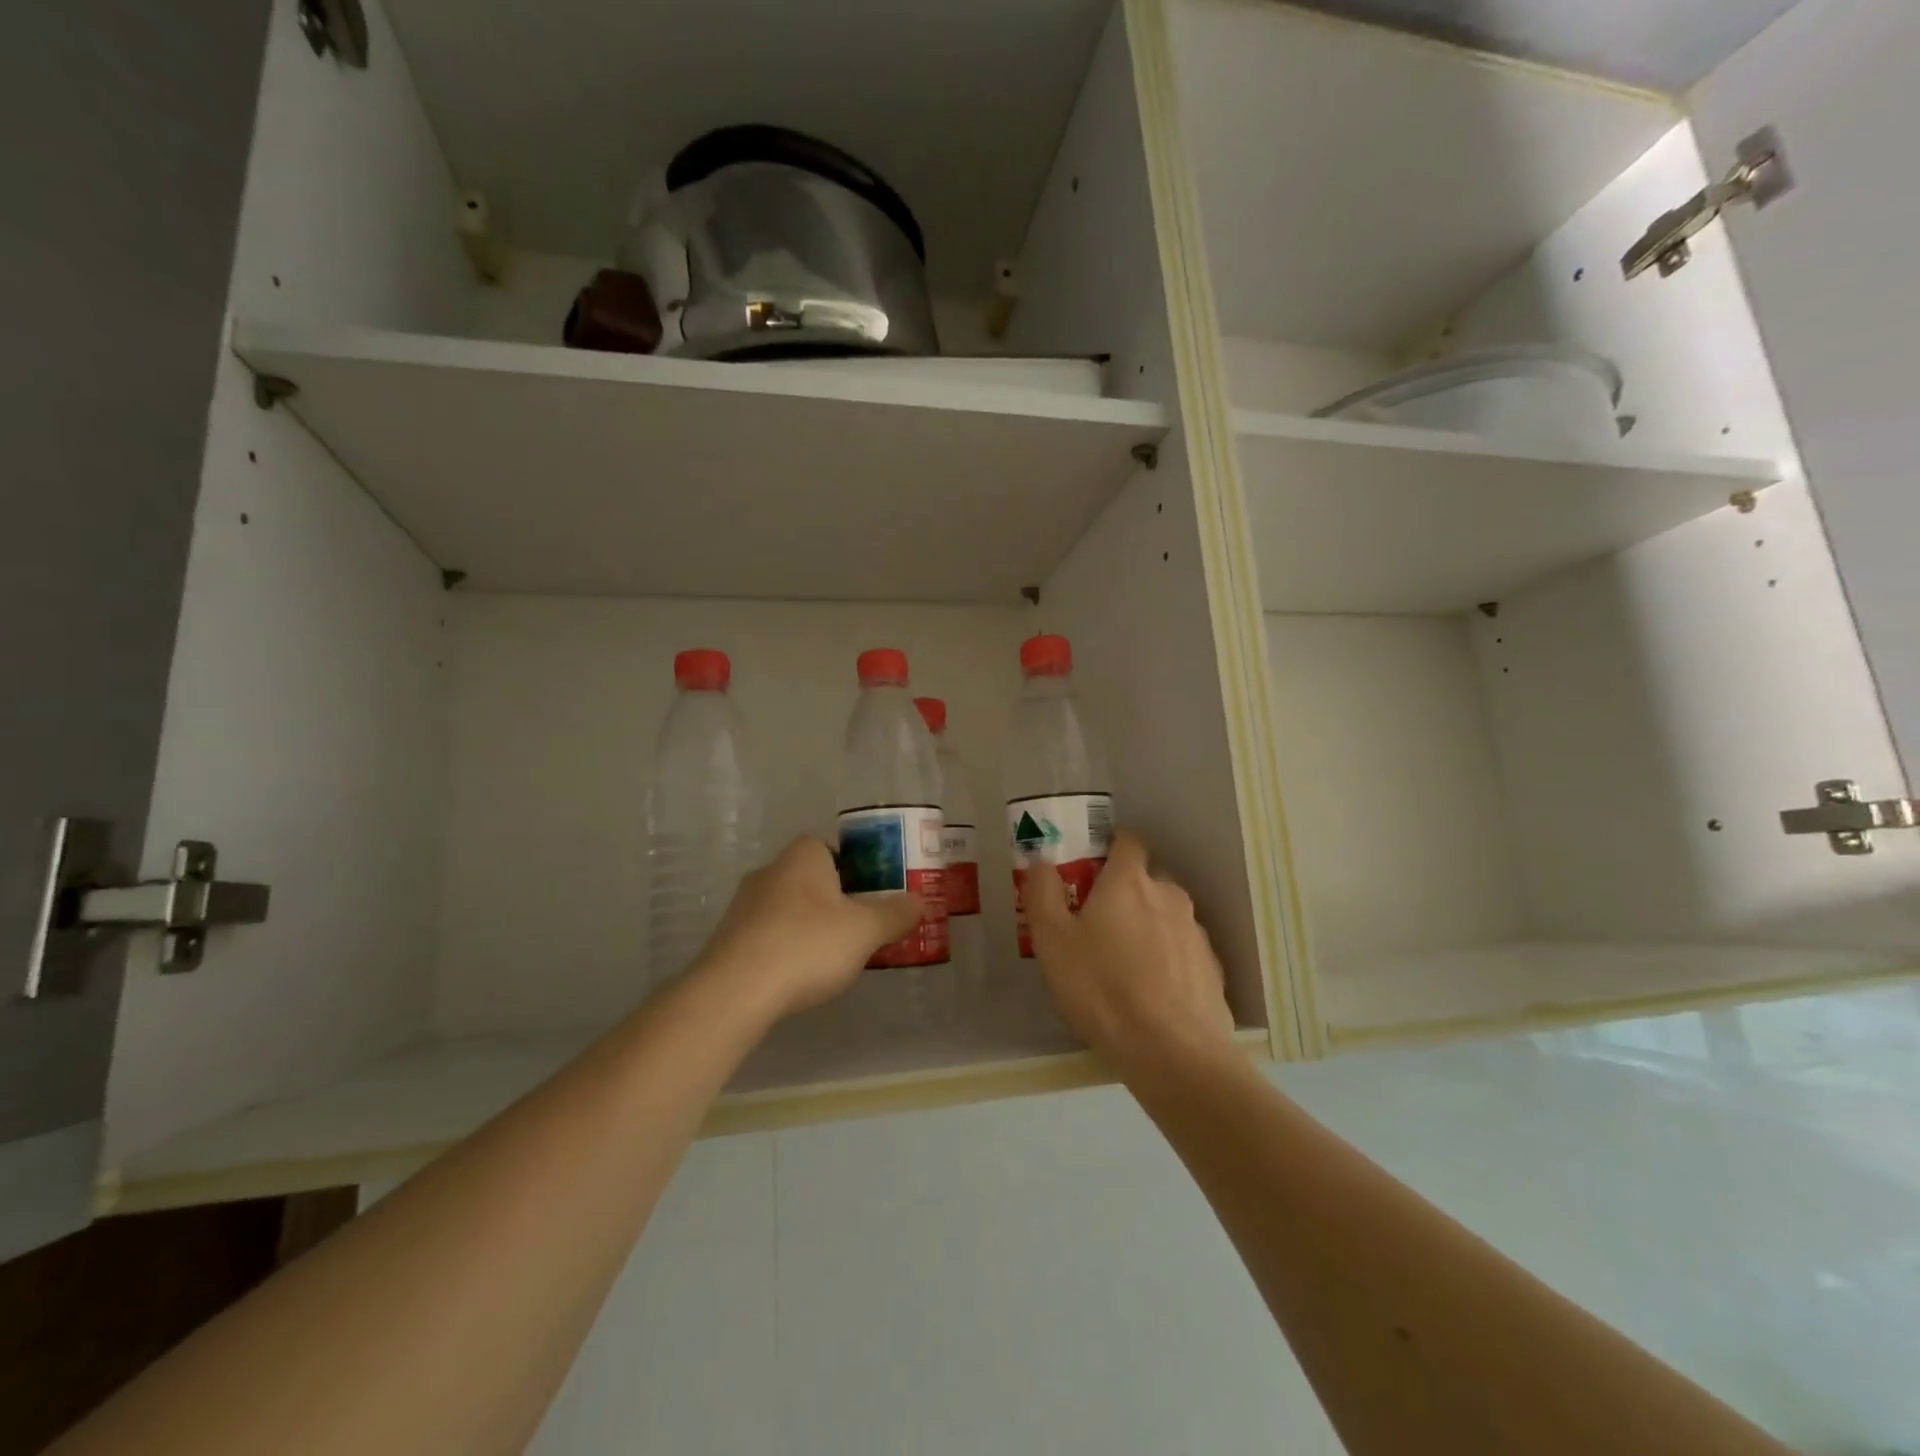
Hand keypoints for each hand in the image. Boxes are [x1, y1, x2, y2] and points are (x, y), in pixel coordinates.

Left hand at [692, 837, 922, 1020]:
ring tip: (832, 958)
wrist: (735, 991)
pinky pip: (769, 934)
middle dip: (836, 901)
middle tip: (860, 928)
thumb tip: (921, 901)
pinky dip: (786, 948)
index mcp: (802, 856)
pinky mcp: (729, 938)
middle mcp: (770, 870)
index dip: (856, 869)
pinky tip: (799, 975)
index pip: (832, 848)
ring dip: (810, 926)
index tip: (873, 897)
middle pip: (812, 879)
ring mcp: (743, 905)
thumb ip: (896, 913)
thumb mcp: (865, 930)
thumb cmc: (807, 945)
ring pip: (789, 908)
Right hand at [1026, 830, 1236, 1076]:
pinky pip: (1183, 950)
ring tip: (1125, 964)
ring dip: (1148, 927)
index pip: (1126, 842)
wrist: (1173, 1052)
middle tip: (1099, 924)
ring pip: (1167, 916)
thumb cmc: (1102, 988)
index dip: (1109, 848)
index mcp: (1129, 881)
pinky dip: (1168, 959)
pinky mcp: (1212, 968)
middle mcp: (1169, 895)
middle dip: (1126, 892)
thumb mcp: (1052, 942)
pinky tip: (1152, 992)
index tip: (1090, 869)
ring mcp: (1195, 932)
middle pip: (1147, 879)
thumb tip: (1042, 860)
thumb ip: (1043, 893)